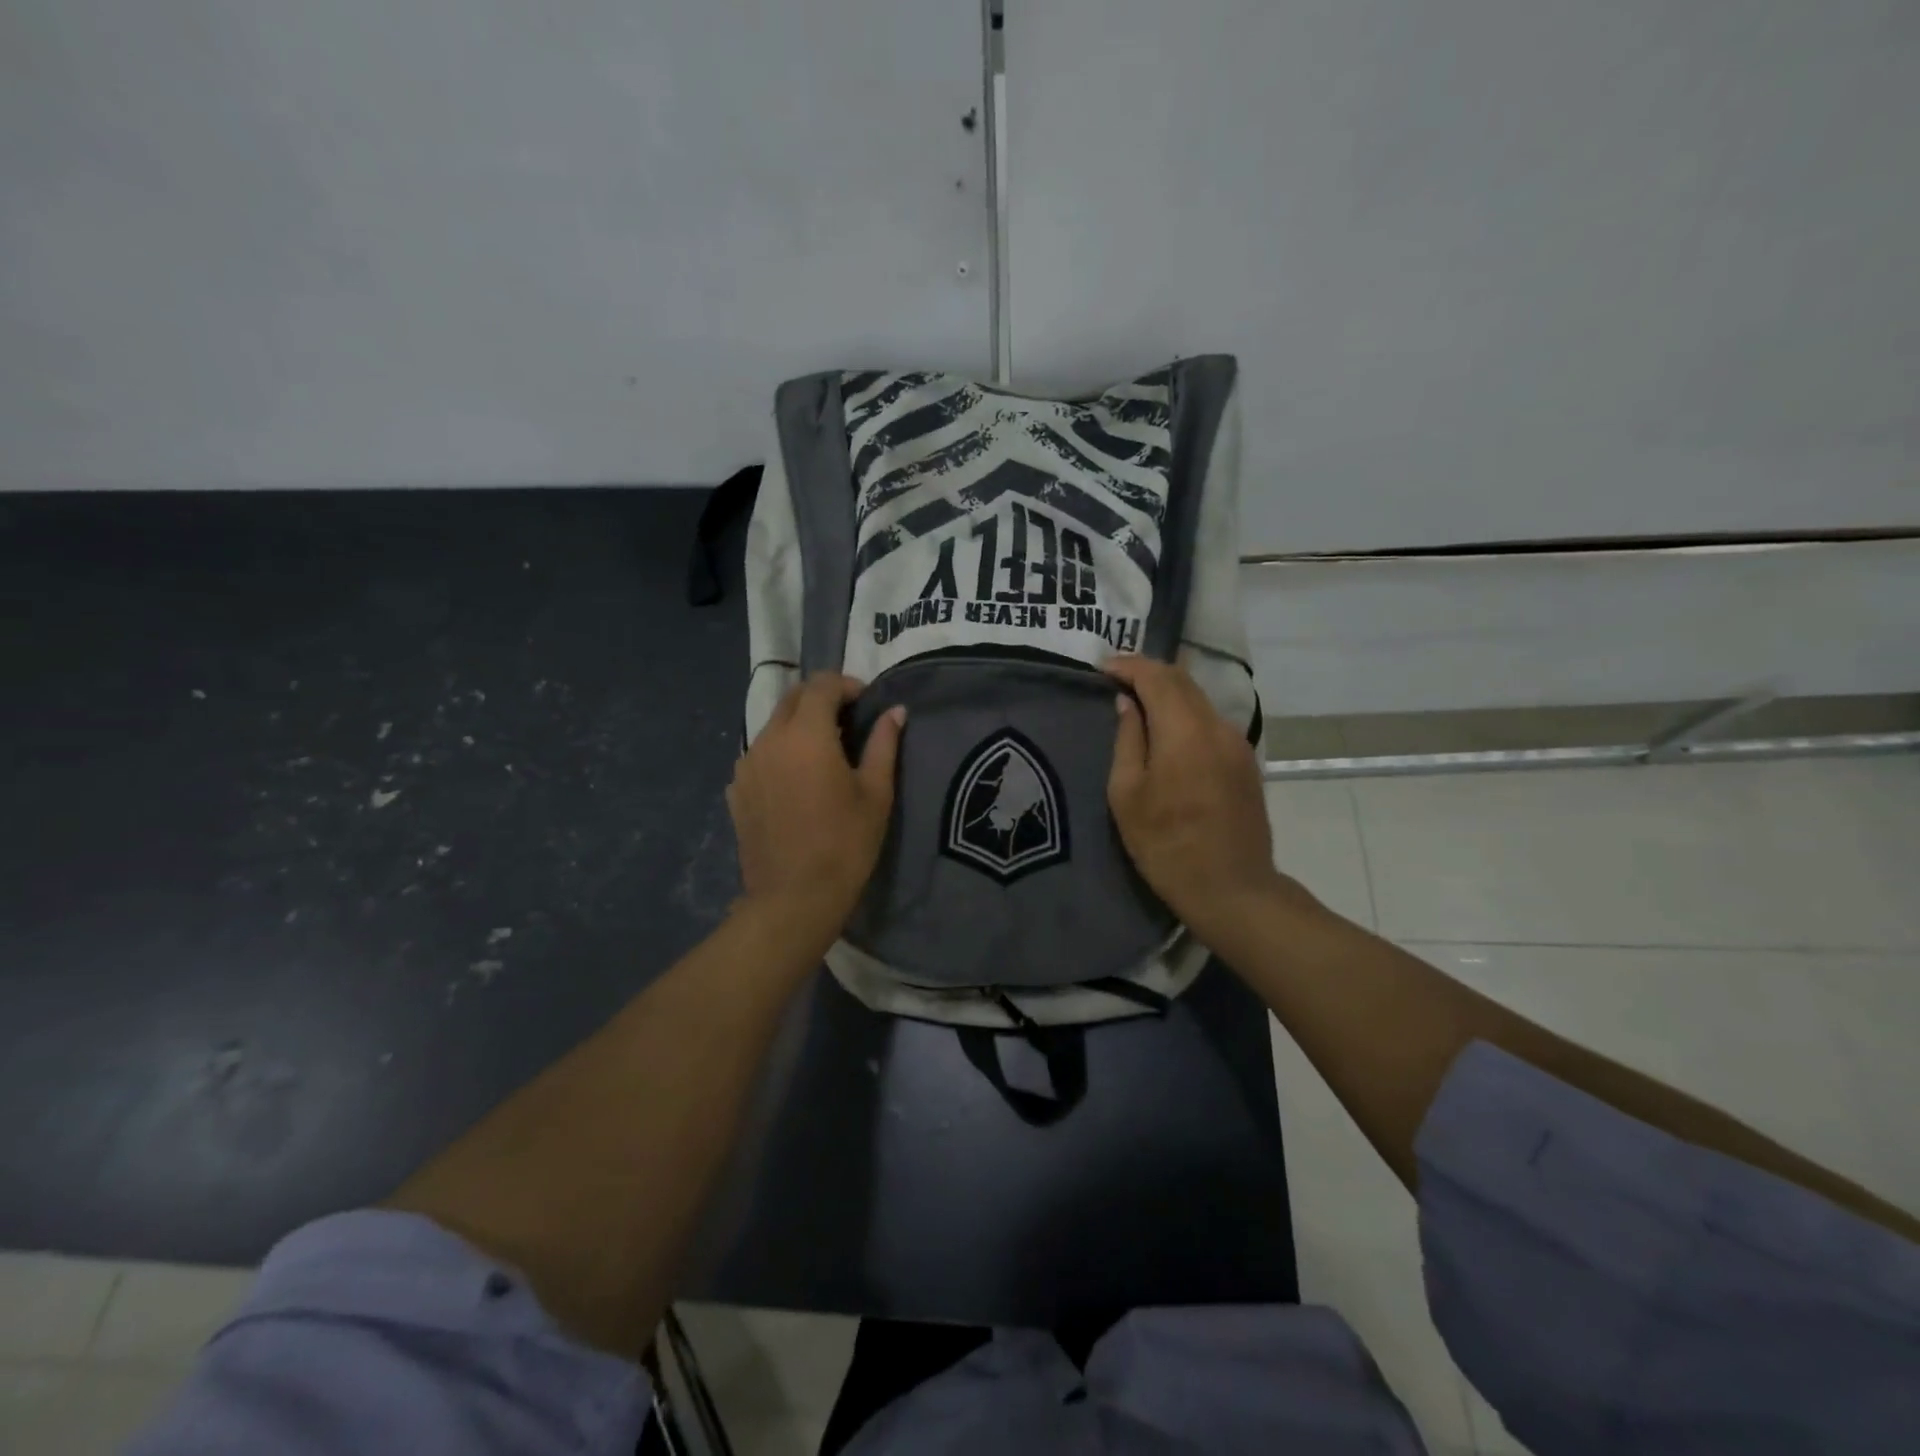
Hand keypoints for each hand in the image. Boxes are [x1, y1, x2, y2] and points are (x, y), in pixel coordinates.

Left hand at [727, 673, 904, 948]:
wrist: (794, 898)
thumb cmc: (846, 844)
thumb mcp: (876, 793)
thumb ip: (884, 744)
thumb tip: (895, 711)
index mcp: (806, 735)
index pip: (822, 685)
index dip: (847, 685)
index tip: (866, 702)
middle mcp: (769, 740)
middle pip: (793, 698)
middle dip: (821, 698)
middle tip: (848, 720)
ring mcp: (747, 765)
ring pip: (773, 726)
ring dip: (799, 725)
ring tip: (824, 752)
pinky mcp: (736, 790)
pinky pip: (760, 755)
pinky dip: (781, 752)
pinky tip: (798, 781)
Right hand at [1105, 656, 1288, 948]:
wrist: (1232, 889)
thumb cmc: (1166, 846)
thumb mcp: (1127, 795)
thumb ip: (1128, 740)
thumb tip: (1128, 704)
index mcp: (1184, 732)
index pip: (1157, 677)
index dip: (1129, 666)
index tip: (1103, 667)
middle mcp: (1217, 727)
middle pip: (1183, 681)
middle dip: (1149, 672)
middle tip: (1117, 677)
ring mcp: (1237, 743)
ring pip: (1200, 699)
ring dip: (1169, 692)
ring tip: (1138, 701)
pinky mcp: (1246, 761)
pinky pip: (1211, 721)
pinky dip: (1186, 713)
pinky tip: (1168, 729)